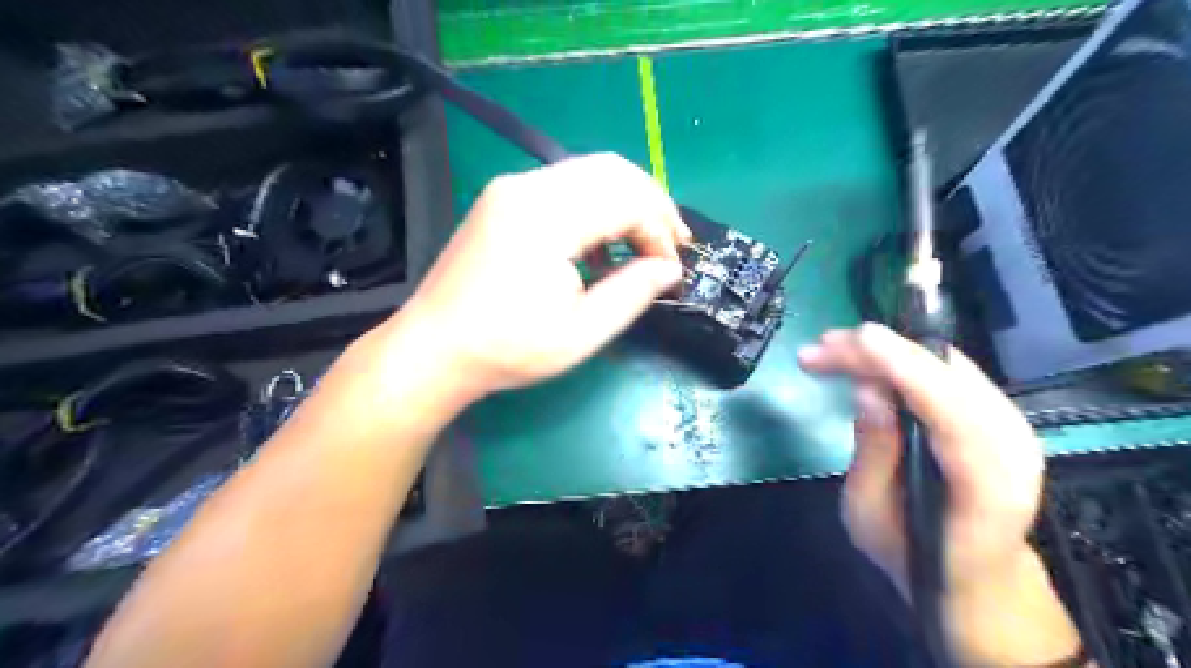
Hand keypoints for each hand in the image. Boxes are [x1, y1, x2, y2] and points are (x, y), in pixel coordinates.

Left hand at [385, 154, 684, 398]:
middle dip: (651, 204)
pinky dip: (596, 205)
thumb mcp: (581, 333)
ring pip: (590, 172)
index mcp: (546, 218)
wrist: (434, 349)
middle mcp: (528, 187)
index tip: (671, 268)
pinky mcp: (503, 198)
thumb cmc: (507, 348)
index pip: (627, 199)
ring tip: (643, 242)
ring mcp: (511, 188)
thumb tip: (669, 268)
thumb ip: (632, 293)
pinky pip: (565, 185)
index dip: (659, 230)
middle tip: (671, 243)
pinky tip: (601, 242)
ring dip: (626, 201)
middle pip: (612, 171)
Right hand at [799, 325, 1043, 595]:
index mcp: (986, 483)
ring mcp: (1010, 425)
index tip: (854, 342)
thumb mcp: (872, 515)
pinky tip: (868, 361)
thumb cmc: (914, 555)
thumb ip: (873, 451)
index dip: (902, 366)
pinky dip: (903, 359)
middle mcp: (1011, 444)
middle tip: (820, 348)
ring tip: (834, 350)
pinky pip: (947, 371)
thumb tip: (868, 388)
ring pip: (946, 364)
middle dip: (880, 351)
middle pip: (947, 375)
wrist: (974, 577)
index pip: (949, 407)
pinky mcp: (996, 414)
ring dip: (887, 351)